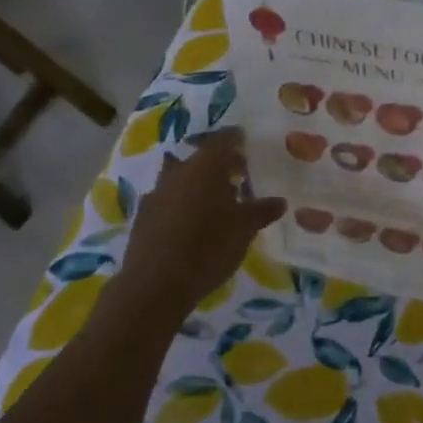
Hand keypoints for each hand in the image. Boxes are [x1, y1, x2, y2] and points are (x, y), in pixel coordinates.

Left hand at [117, 131, 284, 316]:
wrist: (155, 284)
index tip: (245, 141)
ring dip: (196, 183)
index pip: (222, 140)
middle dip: (217, 163)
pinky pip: (167, 200)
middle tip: (236, 174)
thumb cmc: (208, 247)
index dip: (235, 138)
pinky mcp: (143, 217)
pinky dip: (181, 204)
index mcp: (205, 167)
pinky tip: (190, 223)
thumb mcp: (245, 229)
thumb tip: (280, 201)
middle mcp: (178, 172)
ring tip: (214, 201)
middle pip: (199, 158)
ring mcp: (156, 194)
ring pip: (179, 178)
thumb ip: (262, 210)